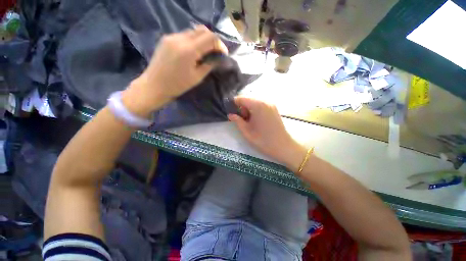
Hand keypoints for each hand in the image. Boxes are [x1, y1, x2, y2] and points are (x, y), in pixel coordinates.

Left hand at [122, 25, 227, 116]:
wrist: (154, 85)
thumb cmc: (178, 85)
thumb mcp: (197, 77)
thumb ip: (209, 65)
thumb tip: (218, 59)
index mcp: (189, 50)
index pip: (210, 38)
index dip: (220, 44)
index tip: (223, 54)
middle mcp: (180, 38)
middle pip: (202, 30)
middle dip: (213, 40)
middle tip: (216, 52)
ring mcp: (172, 36)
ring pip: (193, 31)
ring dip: (203, 40)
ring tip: (205, 52)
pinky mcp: (166, 38)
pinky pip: (184, 35)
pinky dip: (193, 41)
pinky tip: (193, 52)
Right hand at [228, 97, 306, 171]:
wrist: (283, 146)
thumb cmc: (263, 140)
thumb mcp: (247, 132)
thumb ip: (237, 121)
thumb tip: (230, 115)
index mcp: (258, 105)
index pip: (241, 98)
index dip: (234, 104)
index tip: (231, 112)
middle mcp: (265, 101)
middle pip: (248, 99)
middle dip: (242, 108)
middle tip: (242, 120)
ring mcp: (271, 104)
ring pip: (254, 102)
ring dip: (249, 109)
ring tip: (249, 122)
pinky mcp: (274, 109)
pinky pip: (261, 105)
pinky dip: (255, 110)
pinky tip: (256, 120)